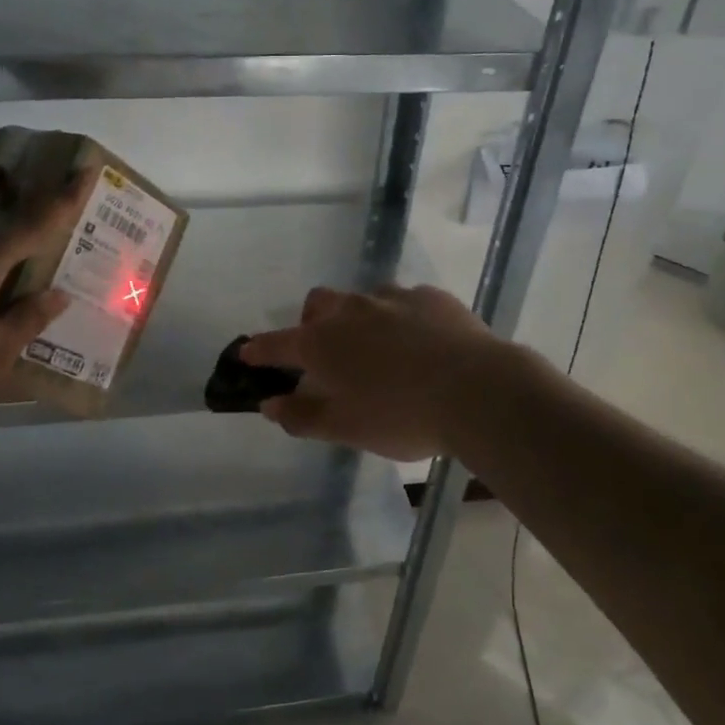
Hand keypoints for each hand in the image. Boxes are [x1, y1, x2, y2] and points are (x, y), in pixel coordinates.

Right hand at [240, 284, 508, 460]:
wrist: (478, 390)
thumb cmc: (402, 416)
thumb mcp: (345, 428)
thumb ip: (302, 416)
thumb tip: (269, 406)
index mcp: (322, 343)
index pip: (276, 343)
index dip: (259, 350)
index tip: (247, 353)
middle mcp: (351, 311)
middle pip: (317, 304)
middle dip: (310, 322)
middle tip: (323, 352)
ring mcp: (392, 298)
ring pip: (362, 299)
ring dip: (358, 318)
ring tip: (377, 348)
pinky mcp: (431, 297)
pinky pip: (404, 301)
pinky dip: (400, 318)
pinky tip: (420, 341)